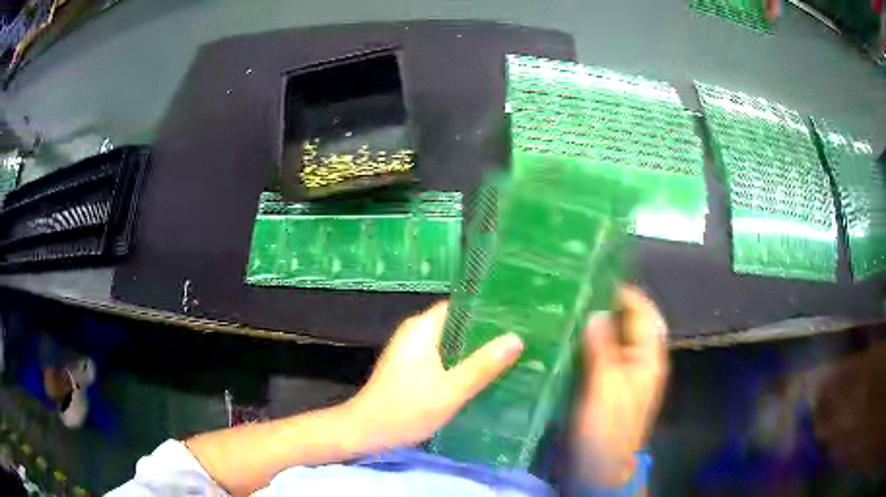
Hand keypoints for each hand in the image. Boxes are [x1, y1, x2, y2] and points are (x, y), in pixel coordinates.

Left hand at [344, 301, 523, 451]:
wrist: (366, 432)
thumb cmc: (407, 409)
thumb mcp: (451, 390)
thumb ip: (483, 365)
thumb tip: (516, 338)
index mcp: (422, 328)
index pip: (460, 306)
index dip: (488, 310)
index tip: (516, 317)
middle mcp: (415, 333)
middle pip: (457, 324)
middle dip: (486, 332)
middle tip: (519, 337)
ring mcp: (411, 351)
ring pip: (451, 342)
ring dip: (475, 349)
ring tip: (509, 354)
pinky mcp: (411, 367)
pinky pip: (443, 356)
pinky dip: (462, 362)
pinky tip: (482, 374)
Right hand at [574, 286, 668, 485]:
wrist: (605, 464)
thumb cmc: (609, 426)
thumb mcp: (606, 385)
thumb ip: (603, 348)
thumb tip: (596, 313)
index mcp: (648, 357)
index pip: (644, 313)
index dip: (627, 293)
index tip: (600, 277)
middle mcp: (641, 361)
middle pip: (633, 323)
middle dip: (614, 305)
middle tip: (584, 290)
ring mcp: (627, 373)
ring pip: (619, 338)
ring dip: (603, 322)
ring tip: (576, 308)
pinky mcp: (612, 385)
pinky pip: (606, 354)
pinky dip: (594, 342)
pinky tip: (574, 339)